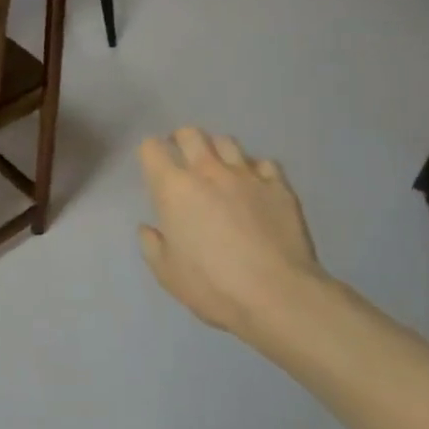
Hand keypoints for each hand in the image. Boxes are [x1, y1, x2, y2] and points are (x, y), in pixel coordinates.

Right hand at [137, 128, 321, 342]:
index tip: (152, 167)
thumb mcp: (167, 273)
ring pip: (227, 142)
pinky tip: (254, 186)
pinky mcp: (279, 186)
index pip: (152, 149)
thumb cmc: (212, 285)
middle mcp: (208, 171)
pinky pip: (263, 163)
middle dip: (181, 140)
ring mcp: (247, 175)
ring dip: (216, 150)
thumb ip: (152, 244)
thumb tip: (149, 228)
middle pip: (190, 134)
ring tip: (218, 168)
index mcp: (174, 189)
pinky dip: (254, 169)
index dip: (149, 153)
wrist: (276, 294)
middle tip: (182, 157)